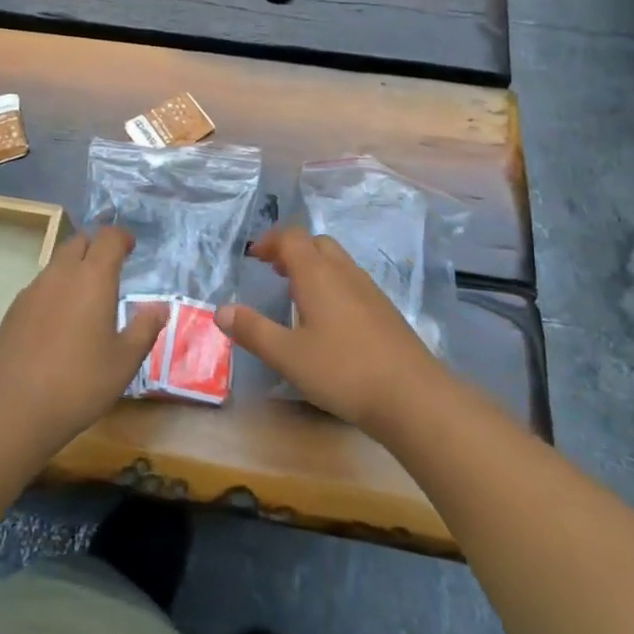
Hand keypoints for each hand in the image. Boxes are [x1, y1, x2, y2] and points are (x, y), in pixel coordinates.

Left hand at [0, 226, 167, 454]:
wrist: (12, 408)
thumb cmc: (79, 383)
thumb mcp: (124, 361)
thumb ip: (144, 328)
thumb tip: (160, 307)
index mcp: (93, 278)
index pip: (108, 238)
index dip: (122, 237)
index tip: (131, 248)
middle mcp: (61, 274)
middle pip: (79, 242)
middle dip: (96, 247)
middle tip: (111, 269)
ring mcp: (33, 290)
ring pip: (57, 263)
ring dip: (75, 268)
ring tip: (87, 297)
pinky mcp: (14, 310)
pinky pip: (41, 286)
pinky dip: (56, 290)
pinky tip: (60, 321)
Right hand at [217, 226, 447, 430]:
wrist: (412, 395)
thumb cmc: (343, 371)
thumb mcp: (288, 355)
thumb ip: (253, 331)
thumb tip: (221, 310)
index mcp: (317, 274)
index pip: (291, 238)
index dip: (270, 241)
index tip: (253, 256)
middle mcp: (343, 273)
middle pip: (316, 243)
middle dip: (292, 250)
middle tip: (274, 271)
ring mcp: (369, 290)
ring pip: (337, 261)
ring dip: (314, 266)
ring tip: (297, 293)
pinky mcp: (384, 310)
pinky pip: (352, 281)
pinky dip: (332, 284)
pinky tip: (329, 319)